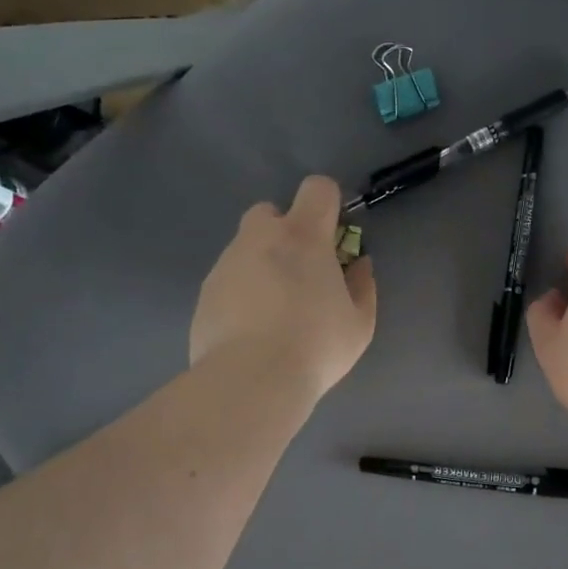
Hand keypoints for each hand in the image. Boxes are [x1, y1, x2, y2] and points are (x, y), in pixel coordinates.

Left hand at [190, 175, 376, 399]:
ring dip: (261, 264)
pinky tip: (251, 330)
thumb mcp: (358, 323)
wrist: (250, 380)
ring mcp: (226, 264)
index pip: (317, 188)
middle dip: (285, 231)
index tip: (333, 236)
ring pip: (245, 247)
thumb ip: (362, 286)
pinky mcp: (205, 292)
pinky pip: (228, 280)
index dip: (328, 204)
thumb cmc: (315, 346)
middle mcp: (260, 238)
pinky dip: (240, 293)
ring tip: (274, 311)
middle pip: (270, 211)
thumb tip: (359, 265)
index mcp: (303, 237)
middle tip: (299, 272)